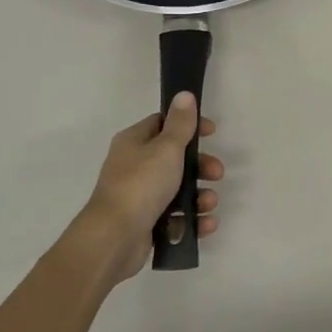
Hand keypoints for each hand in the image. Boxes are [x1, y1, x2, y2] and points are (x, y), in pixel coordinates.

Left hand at [74, 93, 222, 282]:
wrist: (114, 238)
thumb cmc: (141, 184)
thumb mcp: (166, 148)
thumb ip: (180, 123)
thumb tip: (184, 94)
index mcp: (134, 142)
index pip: (163, 124)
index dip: (189, 126)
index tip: (212, 133)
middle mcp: (134, 166)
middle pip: (175, 159)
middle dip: (201, 166)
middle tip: (217, 173)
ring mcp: (139, 196)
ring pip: (177, 190)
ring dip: (199, 195)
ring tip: (210, 204)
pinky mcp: (145, 223)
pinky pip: (175, 217)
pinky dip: (192, 220)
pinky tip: (206, 224)